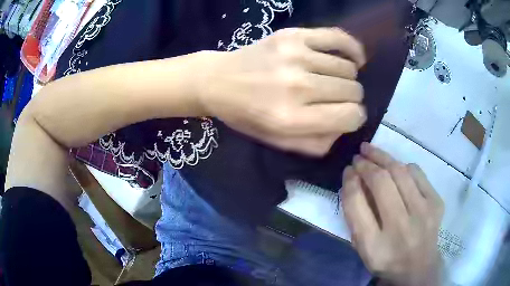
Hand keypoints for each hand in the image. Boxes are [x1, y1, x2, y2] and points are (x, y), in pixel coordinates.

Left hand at [200, 27, 366, 155]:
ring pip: (348, 68)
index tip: (347, 115)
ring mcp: (295, 56)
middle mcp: (296, 86)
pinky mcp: (292, 35)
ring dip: (347, 78)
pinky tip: (352, 58)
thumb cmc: (247, 114)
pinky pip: (338, 37)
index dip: (354, 118)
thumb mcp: (278, 142)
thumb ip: (317, 143)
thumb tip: (346, 127)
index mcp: (291, 118)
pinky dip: (352, 49)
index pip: (350, 116)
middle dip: (350, 99)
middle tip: (336, 98)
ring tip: (334, 80)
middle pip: (352, 91)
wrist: (218, 80)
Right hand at [341, 143, 443, 285]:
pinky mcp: (436, 202)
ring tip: (371, 151)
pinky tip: (396, 168)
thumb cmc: (386, 258)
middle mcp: (400, 228)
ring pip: (400, 172)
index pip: (357, 205)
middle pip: (381, 183)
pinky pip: (417, 173)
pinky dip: (403, 166)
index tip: (348, 171)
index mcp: (374, 246)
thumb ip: (356, 216)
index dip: (349, 182)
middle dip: (366, 164)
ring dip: (382, 157)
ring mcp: (423, 213)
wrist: (419, 266)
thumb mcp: (363, 247)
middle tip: (358, 157)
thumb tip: (353, 179)